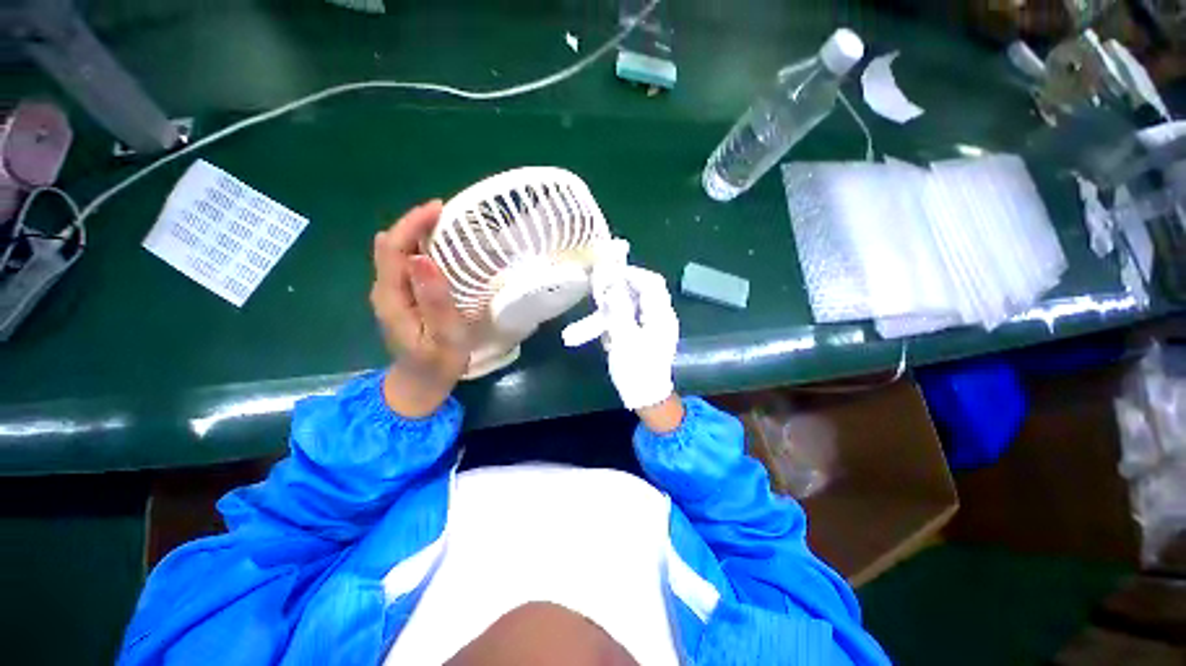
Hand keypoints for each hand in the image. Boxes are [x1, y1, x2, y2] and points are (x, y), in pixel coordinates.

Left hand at [370, 201, 471, 417]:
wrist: (420, 386)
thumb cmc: (437, 363)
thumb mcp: (443, 335)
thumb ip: (434, 300)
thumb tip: (423, 257)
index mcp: (391, 296)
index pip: (393, 247)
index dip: (413, 223)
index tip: (440, 208)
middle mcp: (385, 289)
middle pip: (393, 245)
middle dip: (417, 224)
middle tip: (451, 217)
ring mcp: (392, 294)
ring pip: (400, 253)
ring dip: (420, 236)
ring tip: (451, 229)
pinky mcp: (403, 298)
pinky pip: (408, 265)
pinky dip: (424, 251)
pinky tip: (444, 254)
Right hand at [592, 265, 682, 427]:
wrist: (646, 398)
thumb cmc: (637, 370)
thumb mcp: (625, 339)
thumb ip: (618, 309)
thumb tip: (612, 284)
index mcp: (660, 315)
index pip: (651, 282)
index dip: (632, 273)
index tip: (609, 273)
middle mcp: (659, 317)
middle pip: (640, 292)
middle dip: (617, 291)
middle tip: (597, 292)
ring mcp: (652, 327)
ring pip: (631, 308)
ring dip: (612, 310)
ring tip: (594, 318)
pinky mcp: (644, 336)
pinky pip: (628, 320)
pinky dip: (614, 322)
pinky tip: (602, 333)